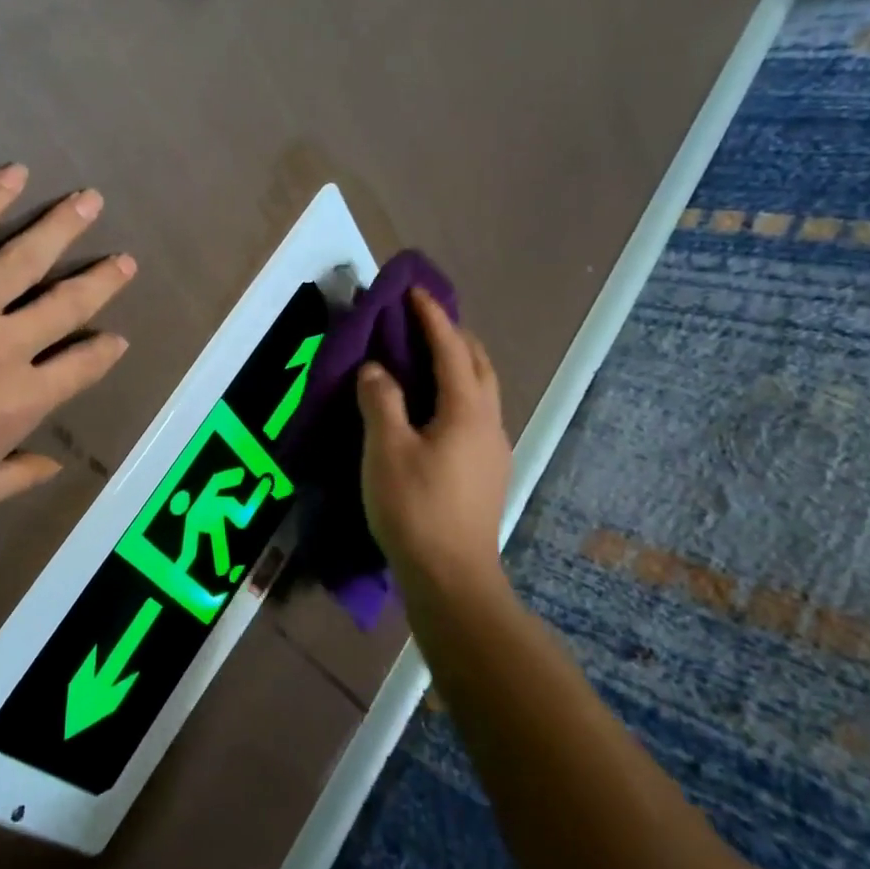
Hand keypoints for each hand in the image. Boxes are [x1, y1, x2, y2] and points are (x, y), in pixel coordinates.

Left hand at [0, 164, 134, 551]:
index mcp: (18, 403)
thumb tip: (55, 465)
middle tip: (125, 260)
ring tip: (89, 201)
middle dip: (101, 281)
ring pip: (23, 257)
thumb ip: (15, 479)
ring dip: (61, 227)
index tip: (118, 338)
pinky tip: (13, 175)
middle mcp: (2, 347)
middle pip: (64, 304)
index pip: (79, 369)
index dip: (103, 352)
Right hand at [356, 287, 511, 594]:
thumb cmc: (414, 508)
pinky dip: (456, 396)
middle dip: (455, 336)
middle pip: (478, 365)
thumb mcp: (385, 449)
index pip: (451, 348)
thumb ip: (380, 401)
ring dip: (459, 366)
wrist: (452, 578)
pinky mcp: (486, 474)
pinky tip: (434, 413)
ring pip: (481, 392)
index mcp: (467, 410)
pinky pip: (474, 416)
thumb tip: (376, 369)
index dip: (432, 317)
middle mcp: (489, 423)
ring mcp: (493, 451)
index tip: (414, 291)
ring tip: (428, 361)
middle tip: (424, 322)